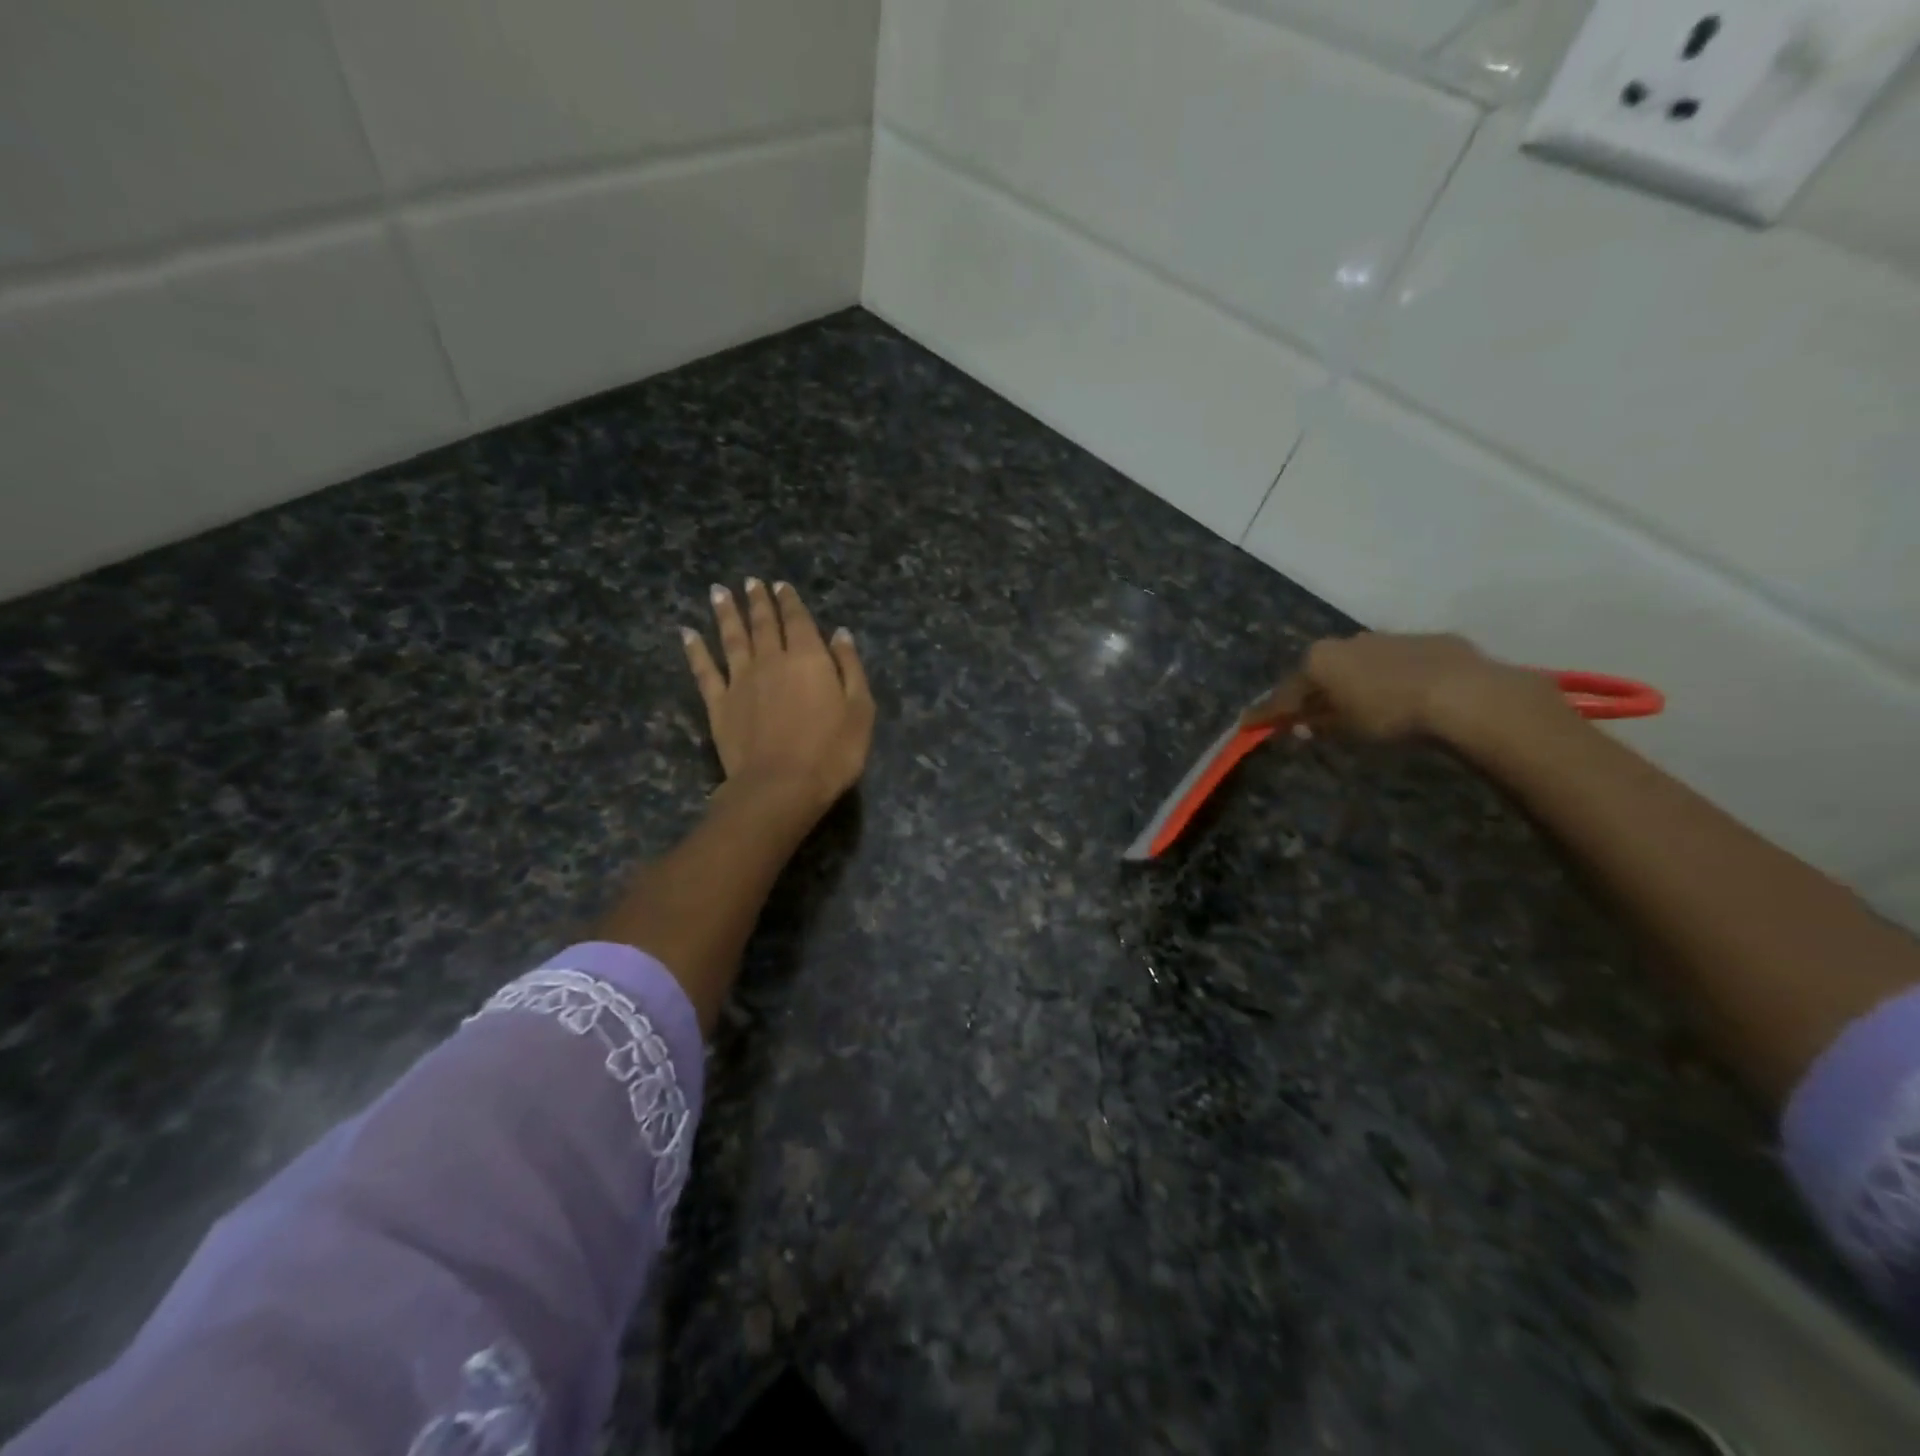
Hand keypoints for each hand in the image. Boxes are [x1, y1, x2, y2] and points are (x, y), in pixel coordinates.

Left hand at [682, 578, 874, 814]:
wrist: (780, 786)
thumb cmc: (831, 752)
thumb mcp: (860, 710)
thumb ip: (850, 668)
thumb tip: (840, 634)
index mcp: (808, 658)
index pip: (798, 621)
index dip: (790, 601)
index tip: (780, 585)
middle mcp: (771, 660)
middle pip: (763, 624)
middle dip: (758, 601)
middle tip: (750, 582)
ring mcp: (740, 681)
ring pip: (731, 638)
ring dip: (726, 613)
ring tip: (719, 592)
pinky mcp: (718, 704)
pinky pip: (704, 670)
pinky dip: (695, 650)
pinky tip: (686, 634)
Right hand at [1243, 632, 1561, 742]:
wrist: (1462, 693)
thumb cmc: (1388, 713)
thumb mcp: (1346, 728)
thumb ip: (1318, 725)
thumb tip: (1300, 727)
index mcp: (1320, 660)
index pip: (1285, 692)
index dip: (1269, 713)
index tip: (1249, 725)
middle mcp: (1347, 641)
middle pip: (1320, 672)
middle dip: (1313, 692)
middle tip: (1308, 715)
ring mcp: (1387, 637)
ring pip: (1358, 663)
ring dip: (1352, 683)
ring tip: (1357, 706)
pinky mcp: (1426, 641)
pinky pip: (1396, 662)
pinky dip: (1389, 678)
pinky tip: (1401, 696)